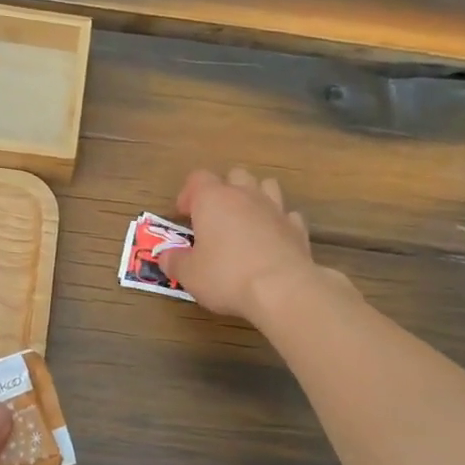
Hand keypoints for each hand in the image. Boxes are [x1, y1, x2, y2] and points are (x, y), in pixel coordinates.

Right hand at [159, 167, 347, 321]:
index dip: (188, 194)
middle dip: (224, 190)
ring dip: (255, 197)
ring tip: (246, 221)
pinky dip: (278, 223)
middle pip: (235, 175)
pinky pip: (287, 215)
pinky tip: (273, 240)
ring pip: (266, 186)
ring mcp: (275, 209)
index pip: (197, 178)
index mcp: (213, 199)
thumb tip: (166, 256)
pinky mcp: (298, 228)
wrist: (282, 289)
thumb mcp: (189, 275)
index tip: (184, 215)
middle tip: (215, 217)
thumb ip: (175, 261)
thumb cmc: (226, 276)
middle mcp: (245, 195)